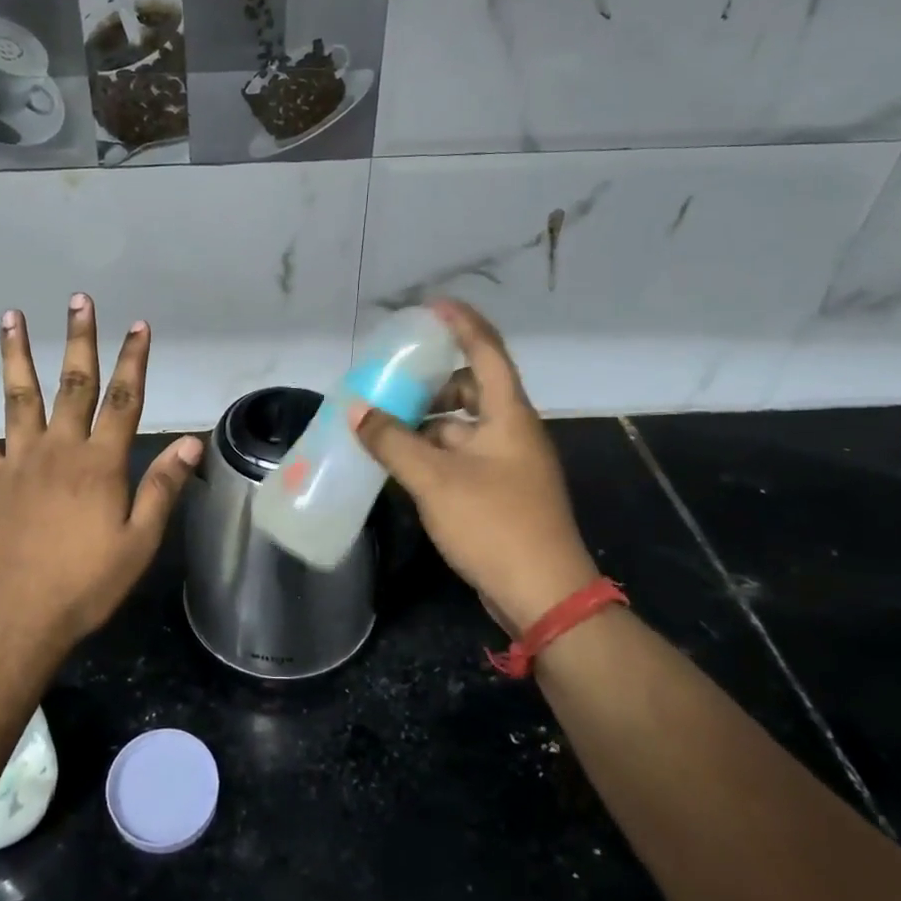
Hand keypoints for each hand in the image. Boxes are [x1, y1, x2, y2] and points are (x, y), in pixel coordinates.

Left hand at [0, 294, 202, 648]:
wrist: (14, 618)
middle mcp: (59, 450)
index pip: (124, 400)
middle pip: (73, 384)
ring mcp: (18, 462)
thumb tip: (190, 442)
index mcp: (100, 463)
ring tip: (11, 317)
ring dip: (16, 355)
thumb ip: (163, 488)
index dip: (134, 360)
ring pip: (19, 397)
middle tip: (78, 300)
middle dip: (79, 339)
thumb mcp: (139, 542)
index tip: (138, 325)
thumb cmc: (85, 584)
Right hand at [349, 300, 597, 635]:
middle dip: (434, 383)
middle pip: (473, 390)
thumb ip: (392, 442)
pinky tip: (402, 465)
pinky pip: (462, 457)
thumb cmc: (493, 524)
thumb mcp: (435, 479)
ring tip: (384, 429)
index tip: (433, 306)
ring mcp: (508, 465)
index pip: (487, 352)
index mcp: (508, 416)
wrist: (543, 594)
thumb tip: (357, 411)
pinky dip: (433, 454)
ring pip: (463, 428)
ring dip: (427, 424)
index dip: (462, 324)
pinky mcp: (500, 493)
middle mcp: (512, 432)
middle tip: (394, 383)